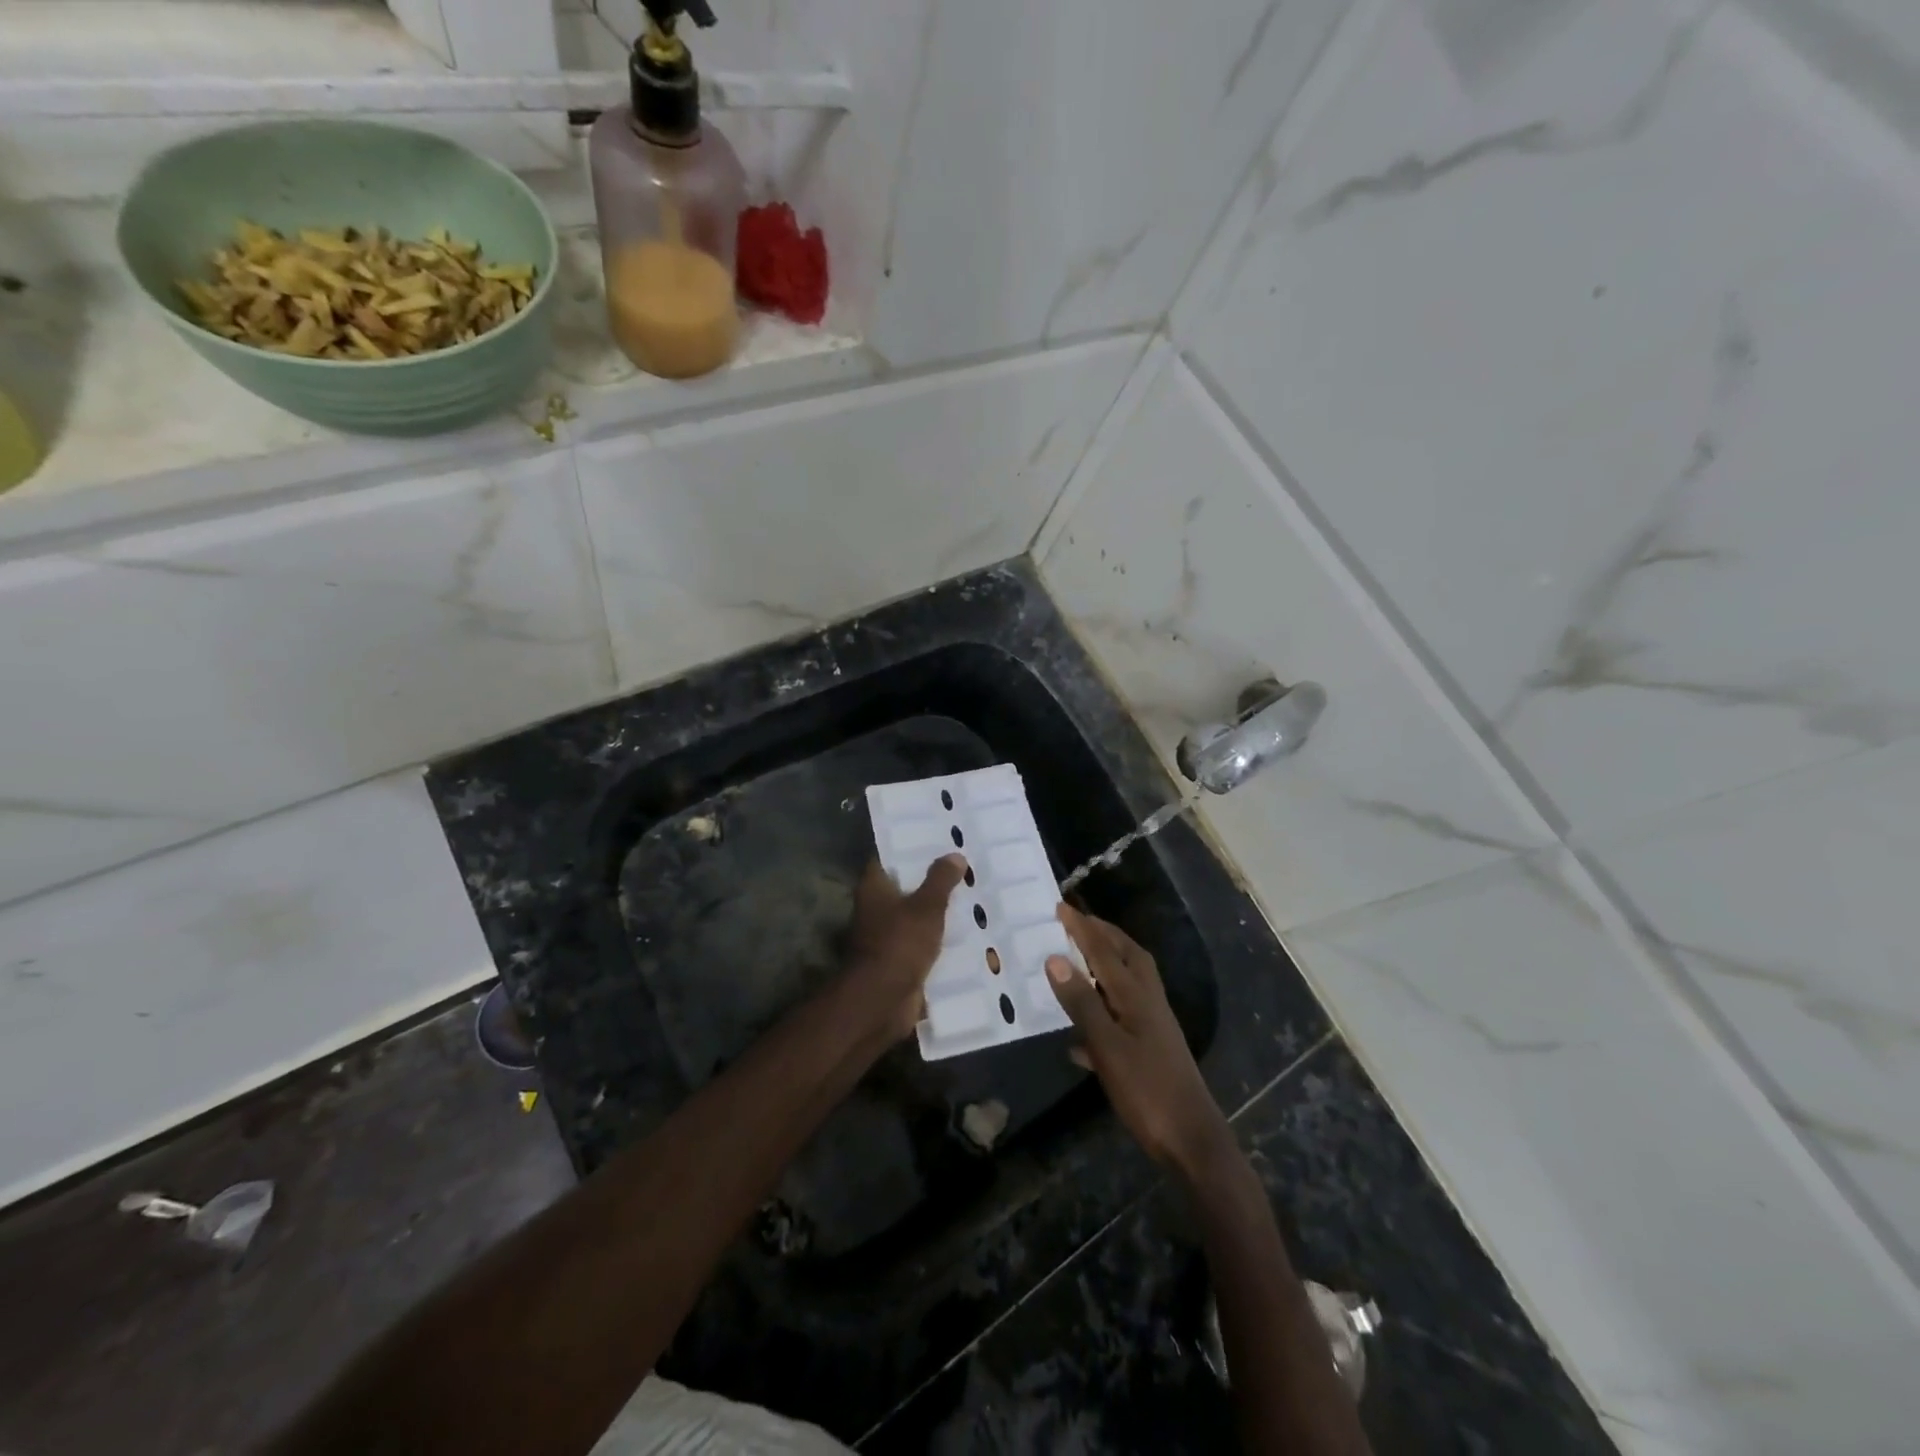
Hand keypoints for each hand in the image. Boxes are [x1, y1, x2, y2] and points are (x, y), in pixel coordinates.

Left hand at [845, 855, 967, 1038]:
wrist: (882, 1002)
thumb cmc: (899, 944)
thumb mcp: (926, 907)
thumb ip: (941, 880)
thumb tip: (954, 855)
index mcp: (874, 888)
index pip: (888, 858)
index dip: (911, 847)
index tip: (938, 839)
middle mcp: (876, 909)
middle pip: (906, 887)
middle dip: (933, 880)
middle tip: (965, 866)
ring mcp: (887, 937)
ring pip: (917, 916)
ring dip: (939, 912)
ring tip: (973, 896)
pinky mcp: (900, 961)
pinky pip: (923, 943)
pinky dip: (940, 939)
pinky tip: (968, 932)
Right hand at [1046, 905, 1228, 1173]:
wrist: (1192, 1140)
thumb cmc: (1147, 1090)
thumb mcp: (1107, 1047)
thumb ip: (1081, 1003)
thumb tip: (1055, 958)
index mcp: (1136, 995)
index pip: (1104, 949)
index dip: (1081, 927)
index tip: (1059, 906)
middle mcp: (1148, 1000)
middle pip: (1126, 955)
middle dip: (1102, 935)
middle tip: (1075, 923)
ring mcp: (1153, 1023)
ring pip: (1128, 980)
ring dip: (1106, 963)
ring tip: (1079, 960)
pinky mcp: (1152, 1046)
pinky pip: (1123, 1011)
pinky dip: (1104, 1004)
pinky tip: (1081, 1030)